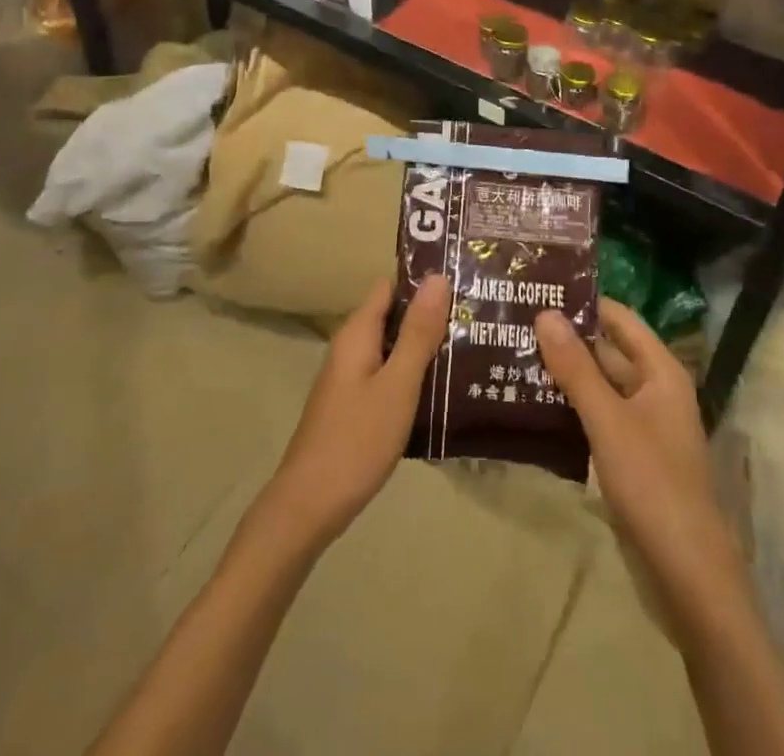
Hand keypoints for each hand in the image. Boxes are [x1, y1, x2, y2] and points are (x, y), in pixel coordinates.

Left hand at [260, 275, 450, 551]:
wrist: (309, 507)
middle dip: (430, 317)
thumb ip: (418, 333)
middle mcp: (350, 348)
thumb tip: (437, 277)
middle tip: (475, 319)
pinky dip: (412, 376)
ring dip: (424, 348)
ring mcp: (350, 379)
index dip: (423, 282)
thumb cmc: (356, 440)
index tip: (462, 284)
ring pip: (392, 349)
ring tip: (470, 349)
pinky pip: (388, 376)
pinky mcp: (354, 406)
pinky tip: (443, 391)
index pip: (390, 287)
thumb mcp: (397, 384)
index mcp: (357, 334)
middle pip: (393, 317)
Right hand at [535, 301, 746, 637]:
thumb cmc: (652, 483)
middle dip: (567, 338)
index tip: (538, 290)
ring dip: (566, 372)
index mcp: (661, 371)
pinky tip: (534, 402)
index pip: (618, 318)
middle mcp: (655, 389)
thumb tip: (545, 313)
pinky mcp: (632, 455)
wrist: (687, 573)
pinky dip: (572, 405)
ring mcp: (644, 424)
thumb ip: (576, 367)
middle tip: (516, 322)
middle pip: (608, 350)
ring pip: (601, 385)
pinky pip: (598, 415)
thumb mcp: (608, 419)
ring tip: (515, 354)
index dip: (583, 302)